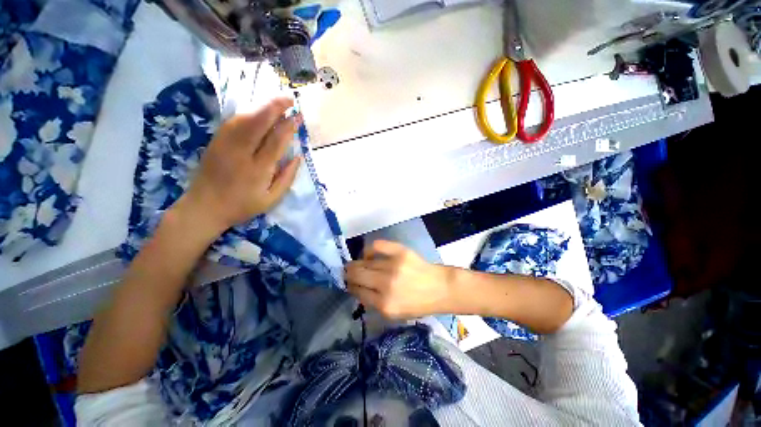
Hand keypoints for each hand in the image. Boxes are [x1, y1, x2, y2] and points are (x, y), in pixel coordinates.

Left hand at [175, 98, 300, 235]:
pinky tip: (256, 112)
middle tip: (289, 99)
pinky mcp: (215, 142)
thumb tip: (298, 157)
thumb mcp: (271, 199)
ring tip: (276, 102)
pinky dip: (247, 114)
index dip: (288, 127)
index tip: (298, 117)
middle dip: (274, 108)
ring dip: (261, 108)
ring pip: (244, 119)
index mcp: (258, 170)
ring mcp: (224, 145)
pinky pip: (232, 123)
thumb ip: (286, 177)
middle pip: (258, 123)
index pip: (276, 141)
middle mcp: (240, 153)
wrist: (203, 207)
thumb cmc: (242, 206)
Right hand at [345, 240, 454, 318]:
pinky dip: (369, 249)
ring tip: (356, 264)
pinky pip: (377, 245)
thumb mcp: (394, 314)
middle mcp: (386, 284)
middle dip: (348, 274)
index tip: (349, 283)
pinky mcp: (400, 252)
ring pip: (364, 262)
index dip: (350, 286)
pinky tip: (369, 254)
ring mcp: (393, 266)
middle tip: (348, 272)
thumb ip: (374, 304)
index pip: (357, 292)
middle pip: (356, 275)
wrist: (440, 288)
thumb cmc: (418, 304)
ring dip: (357, 264)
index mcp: (384, 304)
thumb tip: (357, 289)